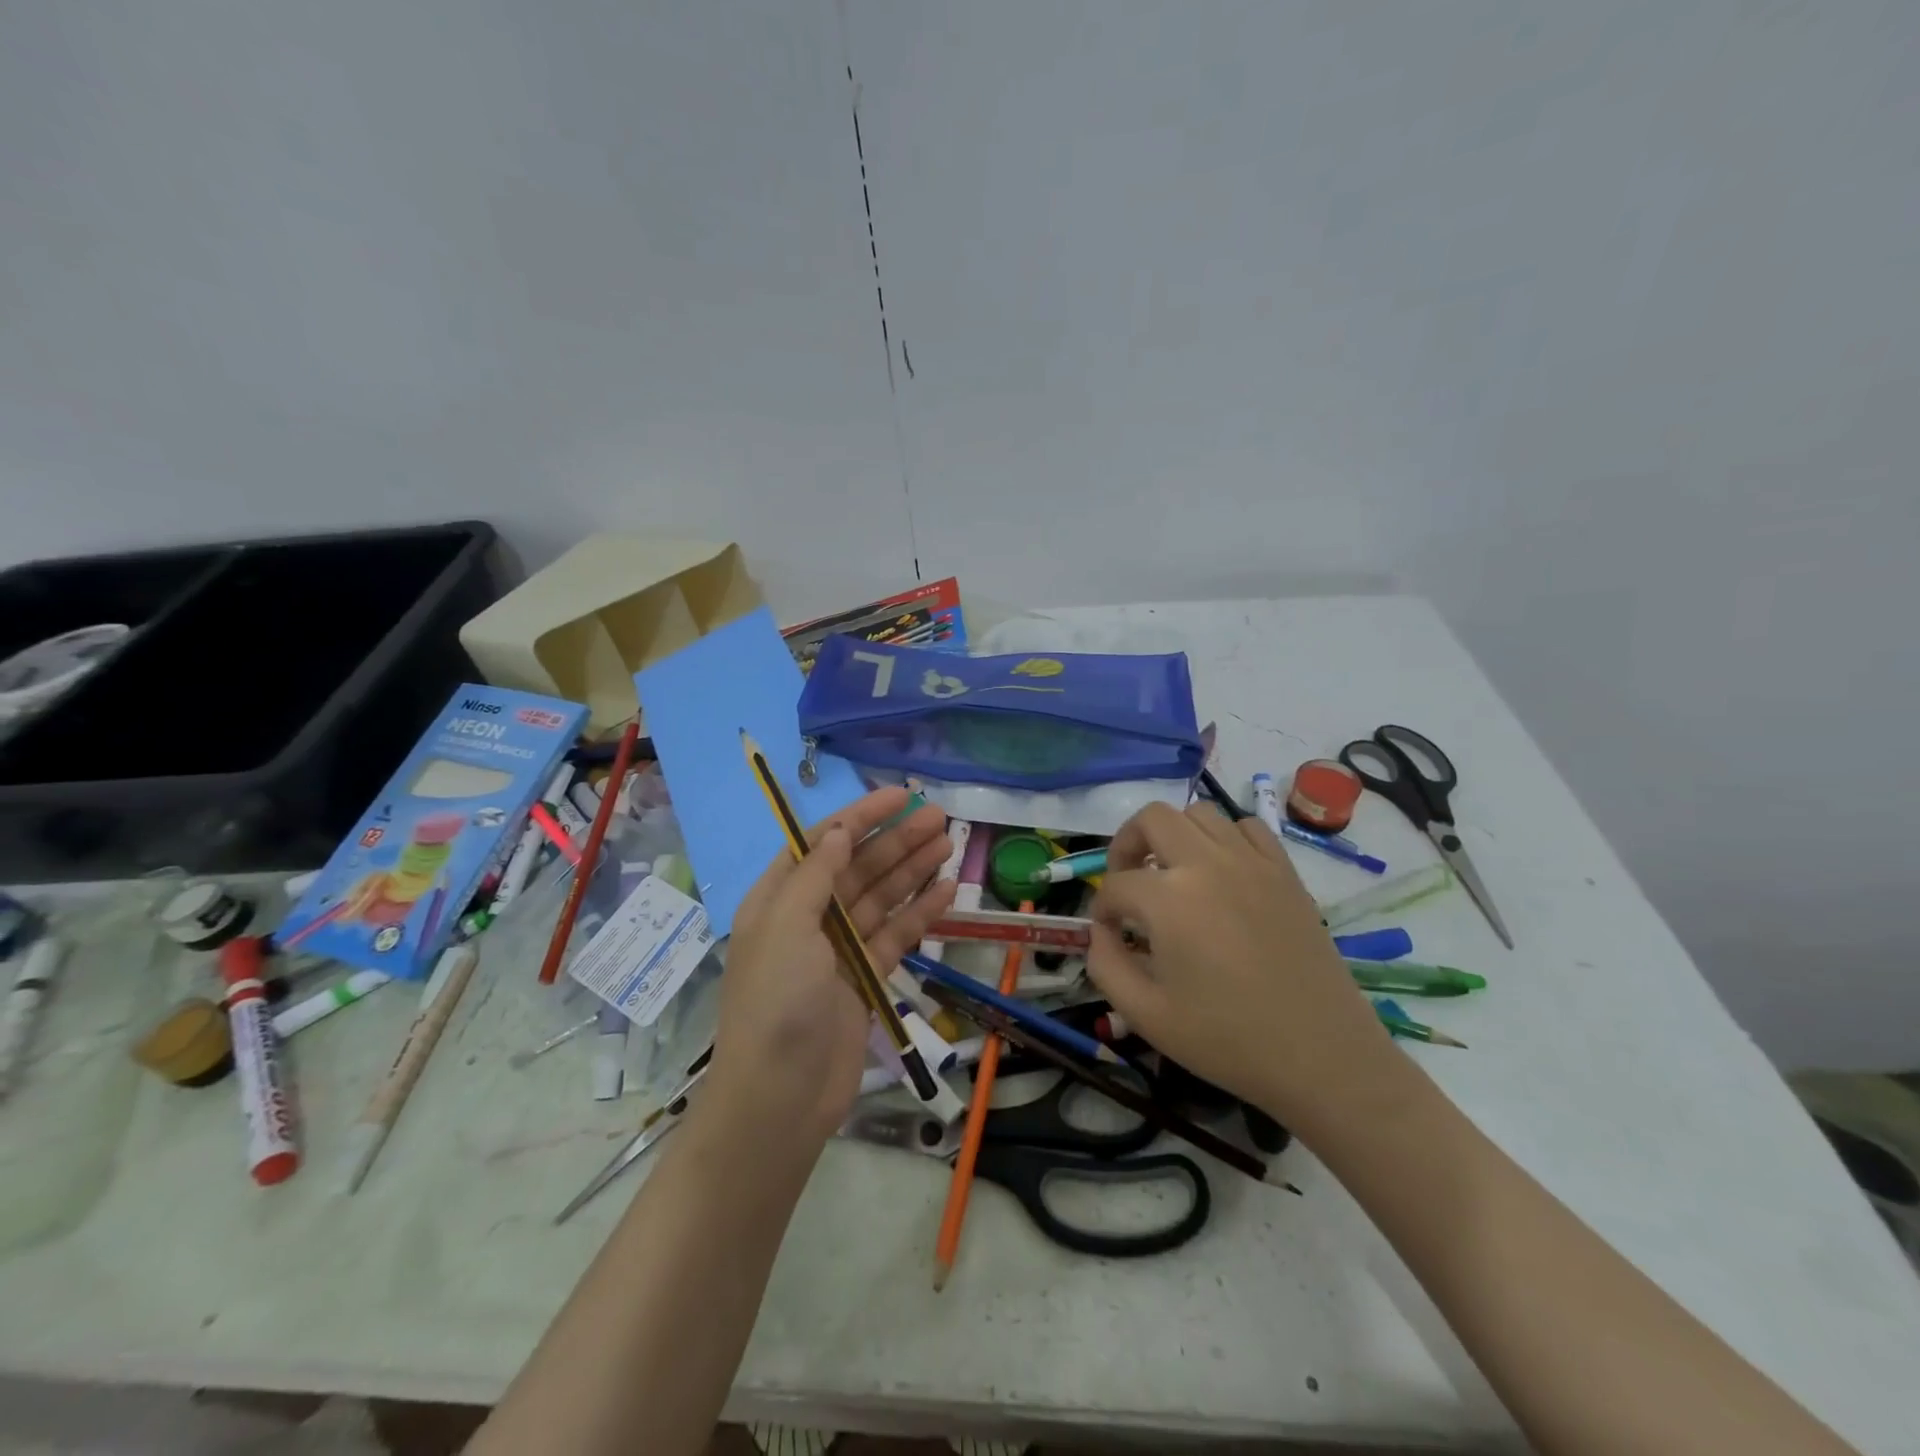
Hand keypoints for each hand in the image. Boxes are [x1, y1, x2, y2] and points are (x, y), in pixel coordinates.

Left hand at [707, 787, 956, 1143]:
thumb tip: (840, 830)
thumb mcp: (787, 927)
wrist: (780, 1098)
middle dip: (897, 840)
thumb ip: (816, 874)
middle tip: (940, 818)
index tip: (902, 794)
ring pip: (881, 897)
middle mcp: (809, 917)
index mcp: (780, 898)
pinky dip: (919, 913)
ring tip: (949, 845)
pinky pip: (896, 935)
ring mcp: (839, 949)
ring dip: (912, 870)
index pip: (823, 842)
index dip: (862, 815)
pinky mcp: (864, 978)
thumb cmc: (776, 1002)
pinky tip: (946, 892)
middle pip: (859, 866)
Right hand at [1085, 801, 1395, 1132]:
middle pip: (1152, 818)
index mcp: (1169, 899)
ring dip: (1175, 835)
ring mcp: (1252, 862)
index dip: (1102, 911)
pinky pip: (1247, 827)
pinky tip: (1221, 872)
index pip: (1116, 885)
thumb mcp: (1145, 1015)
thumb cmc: (1227, 1040)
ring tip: (1173, 873)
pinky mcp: (1285, 872)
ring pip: (1200, 813)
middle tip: (1128, 881)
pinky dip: (1224, 838)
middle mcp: (1208, 863)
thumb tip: (1100, 933)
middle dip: (1127, 844)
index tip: (1109, 936)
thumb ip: (1105, 965)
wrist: (1321, 1056)